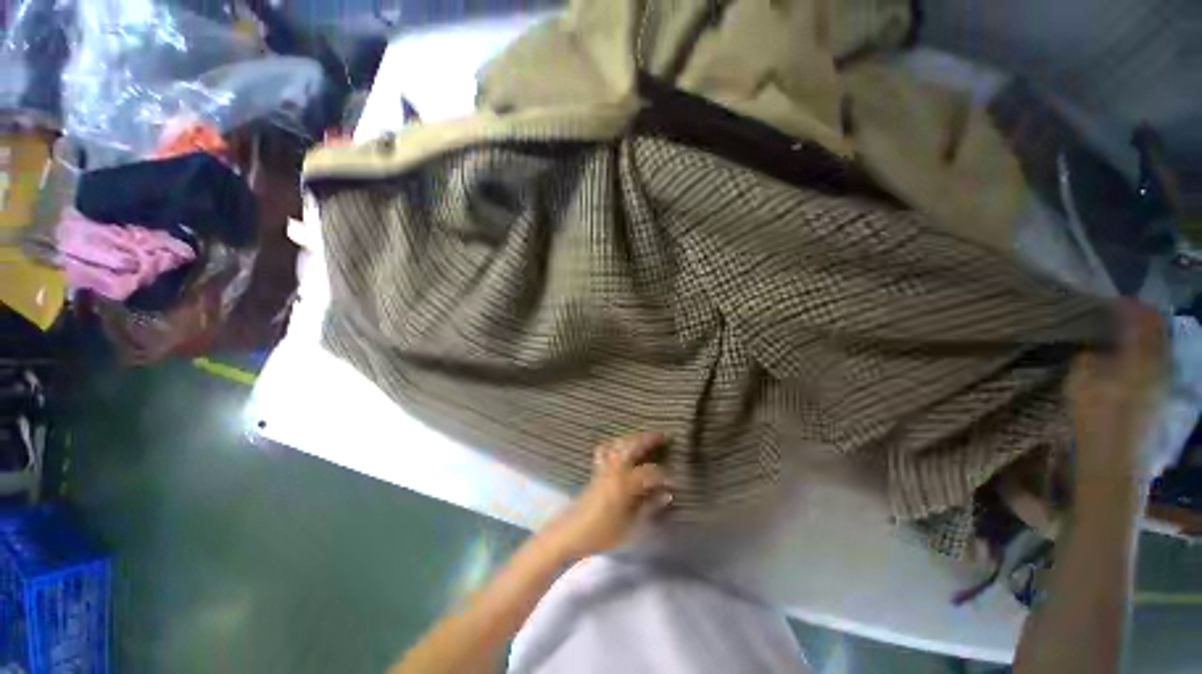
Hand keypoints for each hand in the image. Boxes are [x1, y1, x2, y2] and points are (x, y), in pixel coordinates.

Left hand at [545, 432, 672, 559]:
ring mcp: (604, 466)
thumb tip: (667, 493)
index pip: (650, 472)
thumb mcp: (631, 526)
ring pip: (620, 442)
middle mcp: (614, 468)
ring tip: (647, 437)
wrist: (572, 533)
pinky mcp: (596, 468)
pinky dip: (617, 442)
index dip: (665, 475)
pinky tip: (622, 445)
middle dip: (650, 439)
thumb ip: (650, 506)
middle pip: (633, 445)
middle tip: (665, 436)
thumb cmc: (603, 533)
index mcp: (624, 483)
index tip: (675, 482)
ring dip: (635, 437)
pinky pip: (607, 448)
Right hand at [1067, 301, 1166, 493]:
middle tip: (1119, 313)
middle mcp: (1160, 366)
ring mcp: (1163, 384)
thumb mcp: (1082, 383)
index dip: (1129, 306)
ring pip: (1160, 348)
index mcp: (1142, 358)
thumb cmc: (1096, 420)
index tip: (1111, 300)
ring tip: (1125, 333)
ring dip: (1145, 337)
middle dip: (1141, 320)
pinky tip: (1132, 358)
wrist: (1117, 464)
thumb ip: (1089, 358)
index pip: (1144, 319)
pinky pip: (1158, 364)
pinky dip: (1146, 354)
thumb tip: (1094, 348)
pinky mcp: (1161, 399)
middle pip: (1158, 332)